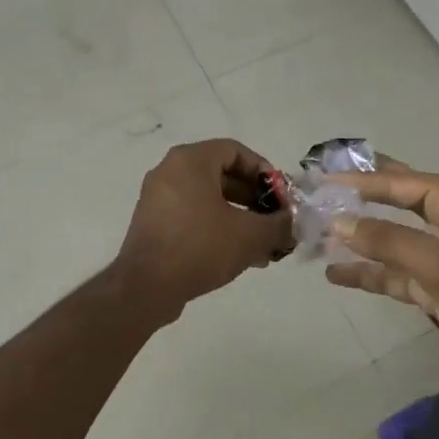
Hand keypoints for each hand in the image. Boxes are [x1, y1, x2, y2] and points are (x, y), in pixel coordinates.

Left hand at [113, 139, 292, 315]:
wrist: (146, 287)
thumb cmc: (200, 247)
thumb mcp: (250, 235)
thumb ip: (279, 224)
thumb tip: (293, 223)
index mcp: (190, 161)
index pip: (235, 151)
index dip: (263, 171)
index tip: (280, 196)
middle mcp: (170, 171)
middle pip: (222, 175)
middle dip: (254, 199)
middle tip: (275, 221)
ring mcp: (158, 198)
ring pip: (209, 199)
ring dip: (239, 217)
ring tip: (263, 245)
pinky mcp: (153, 223)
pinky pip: (192, 215)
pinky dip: (217, 227)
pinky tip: (239, 255)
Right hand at [323, 163, 438, 360]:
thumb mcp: (435, 260)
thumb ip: (385, 239)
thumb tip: (338, 222)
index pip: (396, 181)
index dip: (357, 181)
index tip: (321, 180)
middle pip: (391, 201)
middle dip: (357, 199)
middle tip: (319, 191)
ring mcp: (437, 250)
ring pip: (388, 238)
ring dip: (357, 239)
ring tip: (317, 234)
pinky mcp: (431, 281)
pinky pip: (392, 270)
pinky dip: (367, 272)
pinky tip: (335, 273)